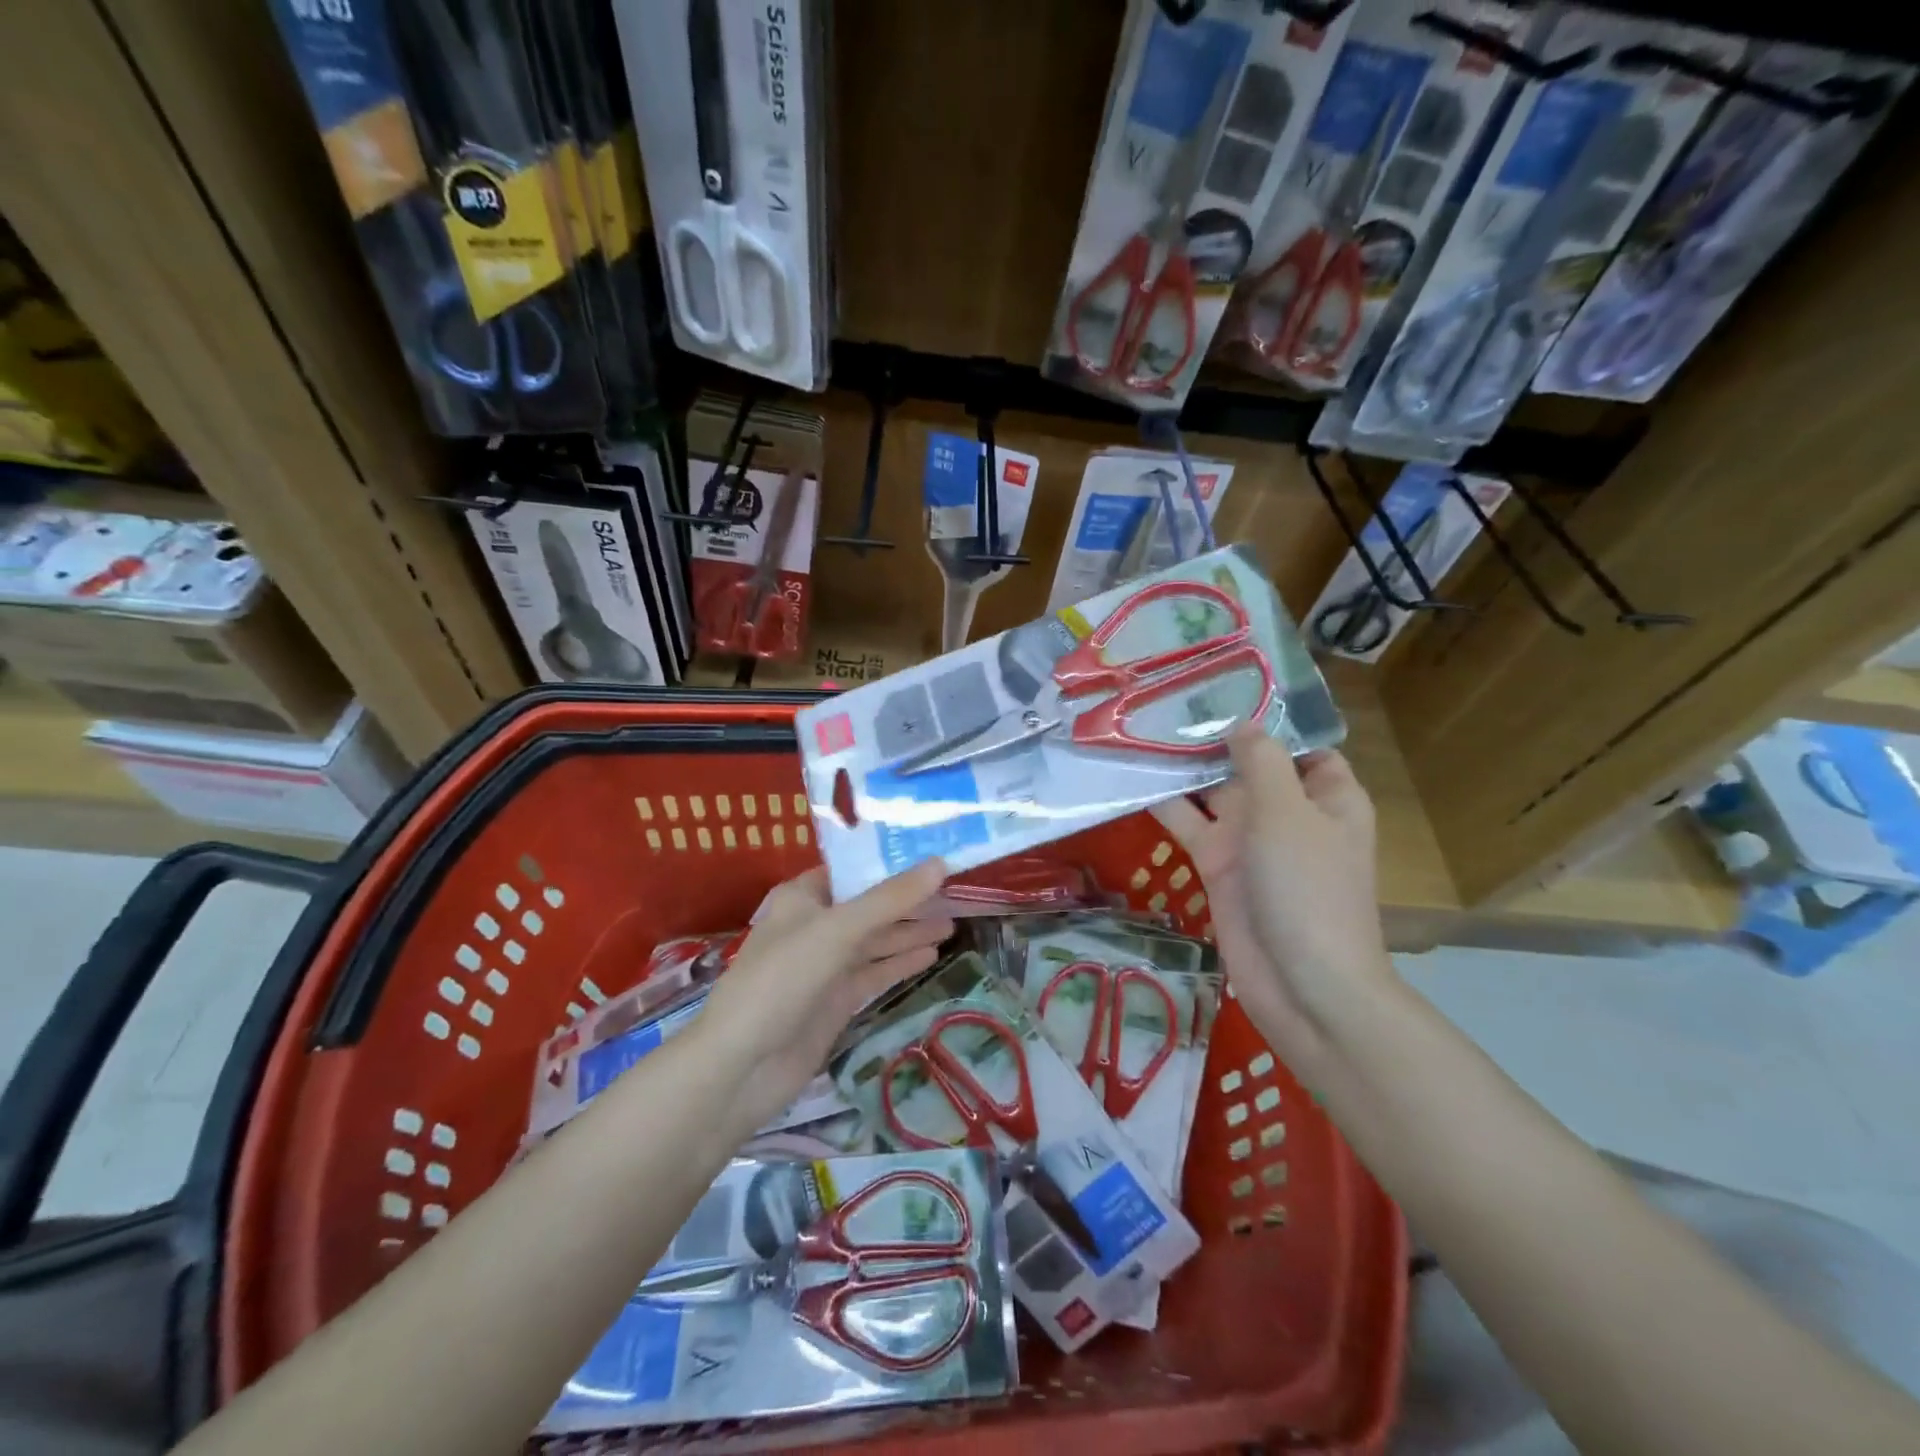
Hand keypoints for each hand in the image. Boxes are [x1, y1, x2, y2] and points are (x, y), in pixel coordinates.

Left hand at [692, 861, 952, 1135]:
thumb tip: (940, 863)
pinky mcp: (835, 1000)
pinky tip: (931, 955)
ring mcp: (825, 965)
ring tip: (952, 924)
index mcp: (804, 897)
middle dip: (907, 900)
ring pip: (875, 941)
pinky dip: (900, 962)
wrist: (742, 1066)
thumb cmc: (782, 980)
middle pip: (869, 906)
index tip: (933, 855)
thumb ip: (890, 899)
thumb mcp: (838, 930)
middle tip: (954, 891)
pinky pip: (874, 972)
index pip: (853, 869)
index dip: (890, 862)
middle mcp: (815, 925)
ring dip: (909, 932)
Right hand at [1152, 728, 1396, 1066]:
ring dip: (1183, 766)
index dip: (1268, 716)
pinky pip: (1189, 824)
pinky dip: (1165, 804)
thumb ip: (1261, 761)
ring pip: (1213, 791)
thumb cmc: (1307, 888)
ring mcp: (1250, 840)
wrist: (1301, 985)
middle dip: (1212, 734)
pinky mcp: (1218, 865)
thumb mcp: (1288, 812)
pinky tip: (1132, 777)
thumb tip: (1240, 723)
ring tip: (1139, 726)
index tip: (1223, 685)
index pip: (1300, 743)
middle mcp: (1287, 811)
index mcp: (1325, 795)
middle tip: (1164, 696)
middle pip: (1248, 762)